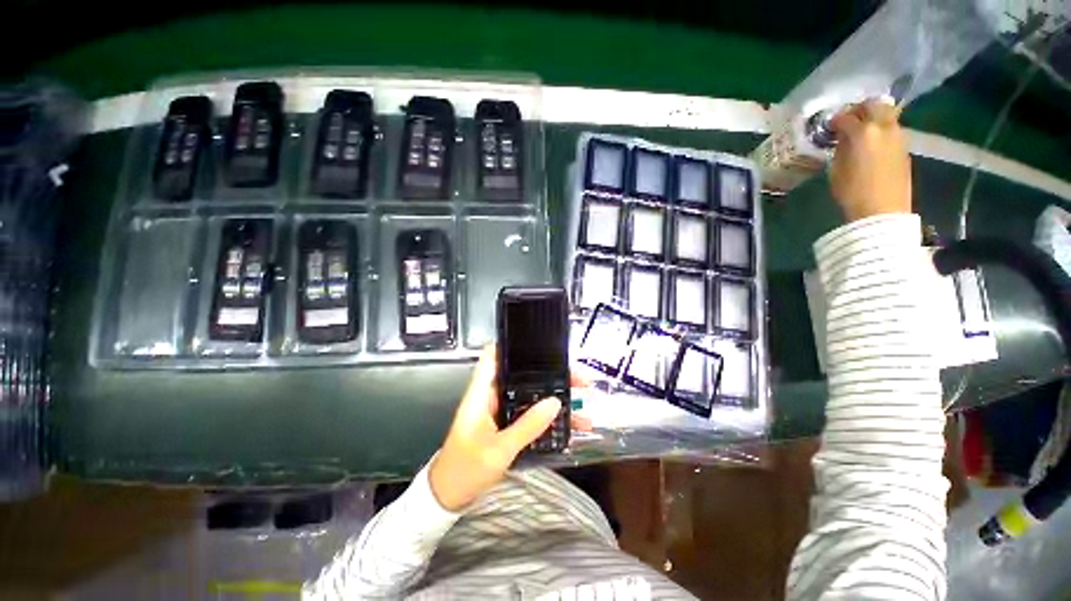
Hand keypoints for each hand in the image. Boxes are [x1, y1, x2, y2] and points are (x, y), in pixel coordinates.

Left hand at [428, 346, 587, 511]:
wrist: (449, 496)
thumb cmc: (465, 469)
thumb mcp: (498, 449)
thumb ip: (527, 426)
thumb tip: (555, 402)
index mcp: (481, 392)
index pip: (494, 356)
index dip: (514, 346)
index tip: (542, 346)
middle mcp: (491, 395)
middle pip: (522, 375)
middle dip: (550, 375)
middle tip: (578, 379)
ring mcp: (500, 410)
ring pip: (530, 395)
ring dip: (553, 397)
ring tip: (581, 402)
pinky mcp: (506, 424)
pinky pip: (529, 414)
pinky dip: (547, 416)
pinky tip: (567, 424)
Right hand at [829, 100, 911, 221]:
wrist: (882, 211)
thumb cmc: (852, 193)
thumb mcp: (837, 170)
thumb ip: (841, 149)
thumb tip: (843, 139)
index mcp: (863, 133)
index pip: (846, 117)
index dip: (835, 121)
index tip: (829, 128)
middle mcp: (883, 127)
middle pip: (874, 104)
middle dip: (859, 109)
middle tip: (848, 120)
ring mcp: (898, 136)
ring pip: (887, 114)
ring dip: (873, 117)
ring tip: (861, 131)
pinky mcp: (904, 147)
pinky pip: (892, 128)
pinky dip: (881, 129)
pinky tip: (872, 143)